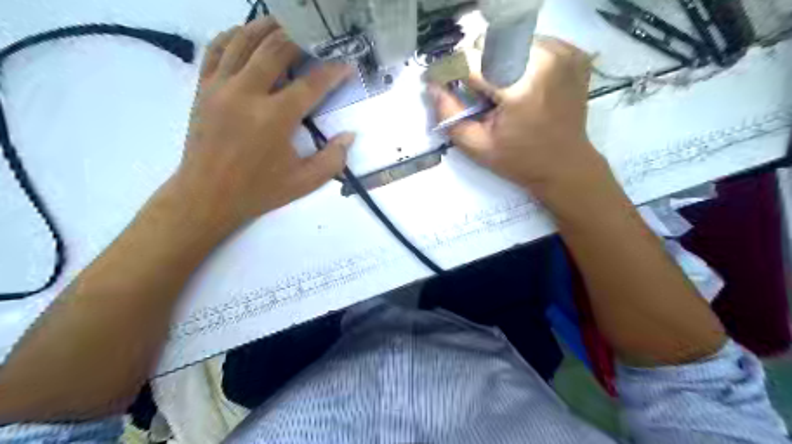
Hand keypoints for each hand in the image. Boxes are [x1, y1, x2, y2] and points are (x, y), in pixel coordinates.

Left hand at [177, 18, 358, 232]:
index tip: (346, 64)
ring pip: (244, 40)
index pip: (311, 84)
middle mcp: (247, 94)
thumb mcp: (304, 182)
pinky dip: (233, 35)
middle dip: (301, 38)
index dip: (333, 71)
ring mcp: (220, 87)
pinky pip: (216, 49)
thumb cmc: (259, 191)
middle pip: (276, 49)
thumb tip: (350, 136)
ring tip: (287, 25)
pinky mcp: (203, 87)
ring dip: (269, 27)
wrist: (207, 196)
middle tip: (318, 38)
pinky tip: (247, 35)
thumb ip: (332, 159)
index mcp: (275, 119)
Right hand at [436, 37, 606, 199]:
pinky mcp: (572, 53)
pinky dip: (518, 57)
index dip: (448, 70)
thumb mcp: (477, 146)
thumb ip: (449, 115)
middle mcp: (545, 60)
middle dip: (473, 64)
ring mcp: (563, 53)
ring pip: (510, 39)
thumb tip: (432, 86)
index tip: (437, 81)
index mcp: (520, 87)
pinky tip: (519, 81)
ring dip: (495, 59)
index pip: (471, 61)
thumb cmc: (519, 160)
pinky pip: (532, 42)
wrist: (565, 164)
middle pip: (490, 44)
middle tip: (473, 90)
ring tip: (498, 88)